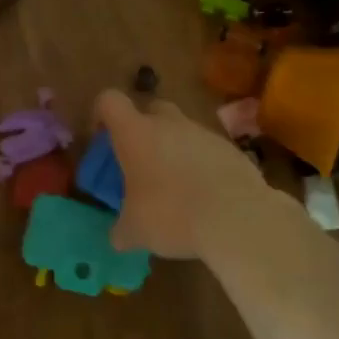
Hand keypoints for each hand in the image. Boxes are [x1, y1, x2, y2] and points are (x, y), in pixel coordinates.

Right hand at [94, 90, 289, 259]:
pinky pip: (209, 150)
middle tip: (142, 161)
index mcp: (135, 133)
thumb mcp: (135, 231)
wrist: (238, 218)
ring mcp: (203, 133)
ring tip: (177, 187)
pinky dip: (203, 165)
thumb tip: (117, 237)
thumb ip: (121, 230)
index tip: (102, 137)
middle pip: (151, 109)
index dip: (101, 114)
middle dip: (144, 129)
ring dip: (176, 149)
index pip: (109, 101)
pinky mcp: (231, 149)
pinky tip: (206, 197)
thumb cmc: (172, 215)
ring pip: (182, 130)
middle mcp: (169, 123)